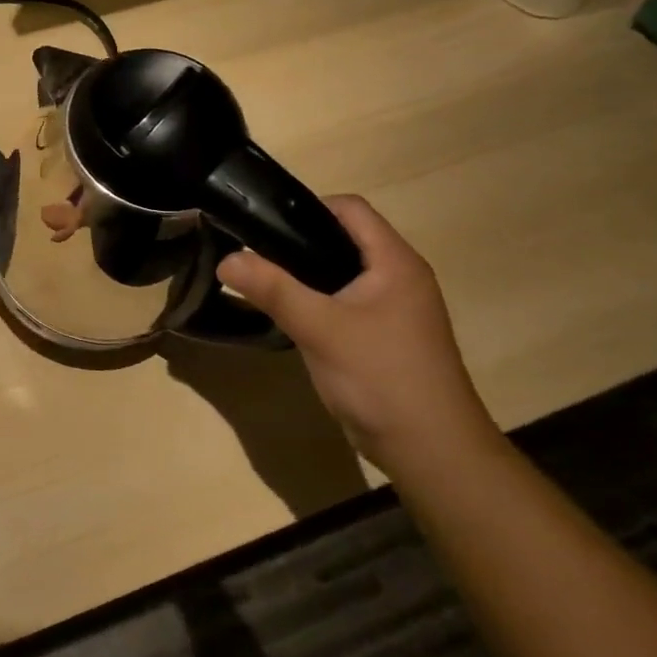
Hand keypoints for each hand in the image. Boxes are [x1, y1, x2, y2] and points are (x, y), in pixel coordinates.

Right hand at [217, 196, 497, 475]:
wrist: (430, 449)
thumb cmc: (381, 376)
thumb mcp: (320, 328)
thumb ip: (272, 289)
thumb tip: (226, 259)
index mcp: (395, 263)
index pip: (351, 209)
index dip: (307, 206)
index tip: (262, 223)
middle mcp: (399, 278)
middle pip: (344, 238)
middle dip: (297, 240)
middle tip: (253, 252)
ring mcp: (393, 310)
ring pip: (341, 273)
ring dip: (304, 273)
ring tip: (262, 280)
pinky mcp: (382, 337)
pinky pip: (343, 303)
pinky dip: (315, 301)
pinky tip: (287, 316)